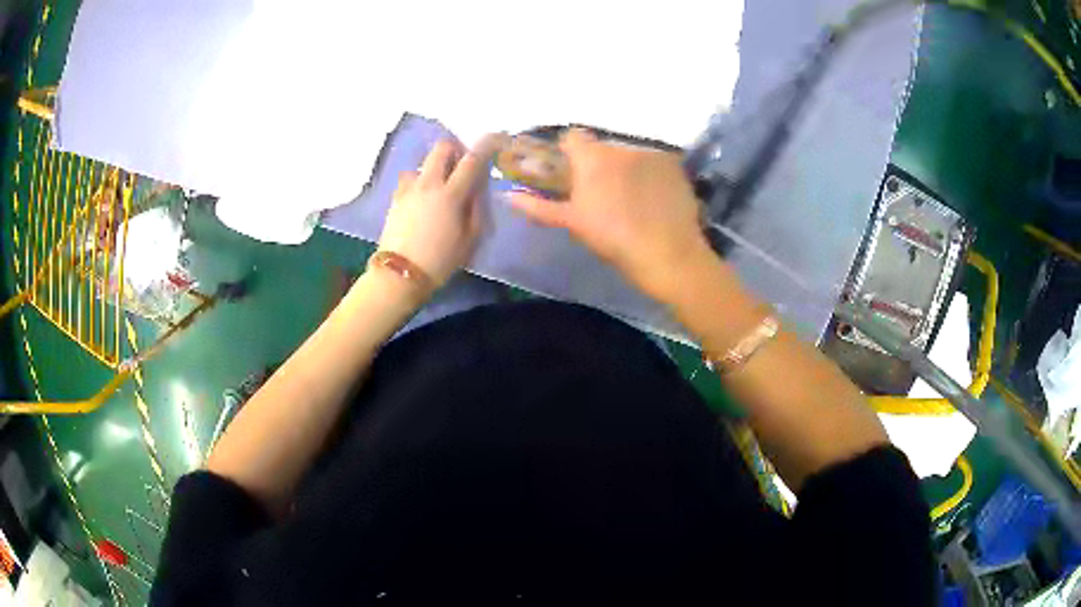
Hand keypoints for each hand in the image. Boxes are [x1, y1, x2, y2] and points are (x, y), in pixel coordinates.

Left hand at [378, 134, 503, 287]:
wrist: (400, 275)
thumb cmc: (440, 260)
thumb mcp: (470, 238)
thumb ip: (476, 207)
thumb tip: (477, 186)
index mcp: (451, 194)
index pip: (472, 159)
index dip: (487, 143)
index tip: (497, 137)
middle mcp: (429, 183)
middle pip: (442, 147)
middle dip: (456, 148)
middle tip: (463, 164)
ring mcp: (408, 188)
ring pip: (423, 162)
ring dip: (435, 166)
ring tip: (440, 185)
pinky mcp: (395, 197)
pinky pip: (410, 177)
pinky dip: (420, 180)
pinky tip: (423, 197)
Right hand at [509, 129, 713, 299]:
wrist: (668, 255)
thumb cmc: (614, 239)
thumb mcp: (573, 223)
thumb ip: (539, 206)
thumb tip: (508, 196)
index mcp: (592, 158)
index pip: (572, 137)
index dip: (569, 153)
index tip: (572, 175)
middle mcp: (621, 147)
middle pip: (603, 148)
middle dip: (599, 164)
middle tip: (602, 194)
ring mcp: (652, 154)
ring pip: (630, 156)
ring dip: (626, 170)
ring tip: (633, 200)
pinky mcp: (674, 166)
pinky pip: (655, 165)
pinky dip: (651, 176)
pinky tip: (655, 200)